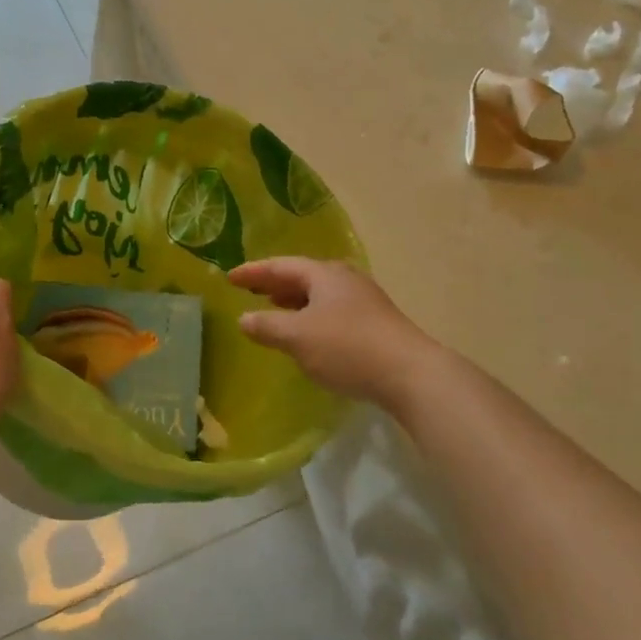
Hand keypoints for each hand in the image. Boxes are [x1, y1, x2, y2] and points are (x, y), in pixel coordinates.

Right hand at [230, 258, 436, 407]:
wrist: (410, 373)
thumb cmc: (347, 347)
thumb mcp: (298, 337)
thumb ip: (267, 326)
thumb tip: (244, 318)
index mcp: (324, 274)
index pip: (281, 266)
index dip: (253, 271)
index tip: (230, 278)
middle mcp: (345, 279)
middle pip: (302, 276)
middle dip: (274, 283)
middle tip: (250, 290)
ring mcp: (363, 300)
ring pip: (319, 294)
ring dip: (293, 300)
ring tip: (274, 308)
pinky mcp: (374, 323)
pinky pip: (332, 310)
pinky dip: (310, 315)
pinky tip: (307, 333)